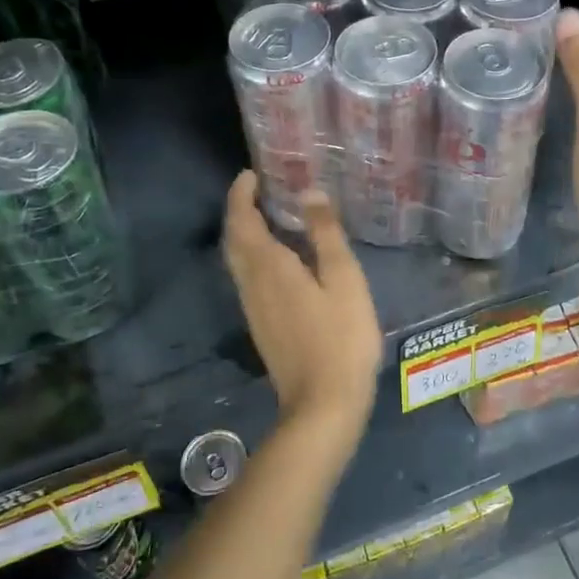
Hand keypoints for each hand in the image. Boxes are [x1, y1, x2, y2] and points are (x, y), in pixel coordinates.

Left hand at [222, 172, 381, 444]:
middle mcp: (252, 284)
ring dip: (245, 234)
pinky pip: (248, 279)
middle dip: (240, 211)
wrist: (323, 404)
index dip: (241, 194)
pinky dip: (254, 257)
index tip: (251, 174)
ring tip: (270, 217)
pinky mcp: (261, 326)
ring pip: (238, 261)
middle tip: (260, 191)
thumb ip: (326, 235)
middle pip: (234, 240)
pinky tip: (280, 261)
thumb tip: (309, 193)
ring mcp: (254, 308)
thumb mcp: (344, 280)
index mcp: (269, 267)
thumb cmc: (341, 338)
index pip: (242, 220)